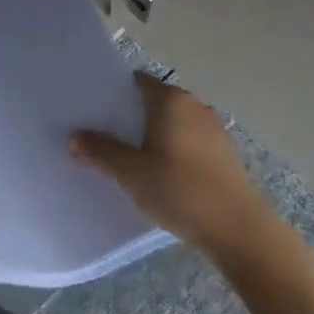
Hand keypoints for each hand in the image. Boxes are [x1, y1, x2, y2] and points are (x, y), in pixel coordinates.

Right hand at [71, 73, 269, 260]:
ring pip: (172, 122)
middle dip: (130, 116)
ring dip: (152, 134)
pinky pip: (188, 140)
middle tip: (104, 134)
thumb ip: (101, 152)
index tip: (94, 109)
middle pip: (154, 101)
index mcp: (171, 99)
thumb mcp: (131, 173)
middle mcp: (194, 105)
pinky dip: (172, 149)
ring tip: (128, 156)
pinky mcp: (224, 153)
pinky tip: (160, 173)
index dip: (114, 92)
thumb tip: (74, 138)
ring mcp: (213, 129)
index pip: (136, 81)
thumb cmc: (181, 191)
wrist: (240, 231)